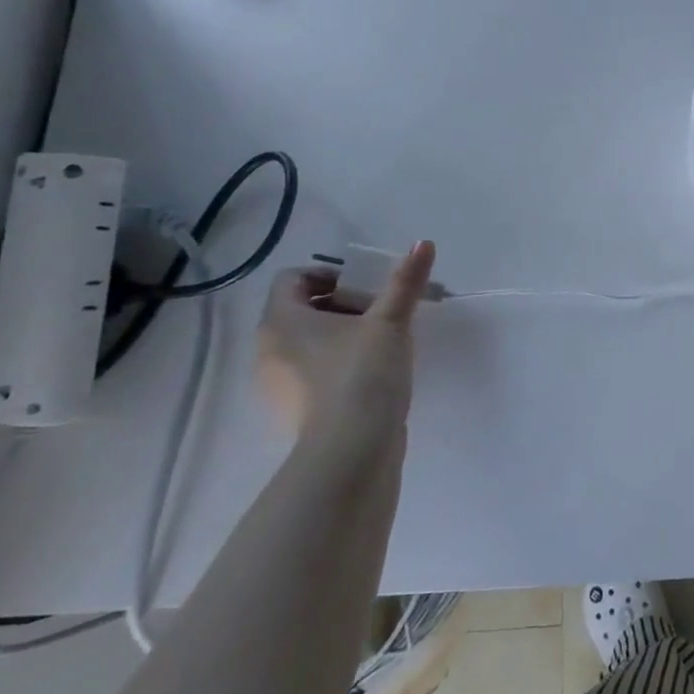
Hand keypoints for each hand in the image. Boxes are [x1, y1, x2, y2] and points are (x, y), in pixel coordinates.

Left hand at [256, 242, 436, 455]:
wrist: (351, 450)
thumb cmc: (363, 374)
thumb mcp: (389, 321)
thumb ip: (405, 282)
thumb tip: (424, 242)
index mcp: (282, 321)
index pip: (292, 279)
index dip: (329, 275)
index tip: (366, 286)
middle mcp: (269, 349)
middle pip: (301, 310)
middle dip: (342, 305)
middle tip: (381, 312)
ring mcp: (278, 385)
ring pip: (308, 343)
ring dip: (341, 335)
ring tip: (382, 343)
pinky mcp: (296, 411)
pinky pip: (312, 373)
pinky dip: (337, 365)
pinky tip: (372, 376)